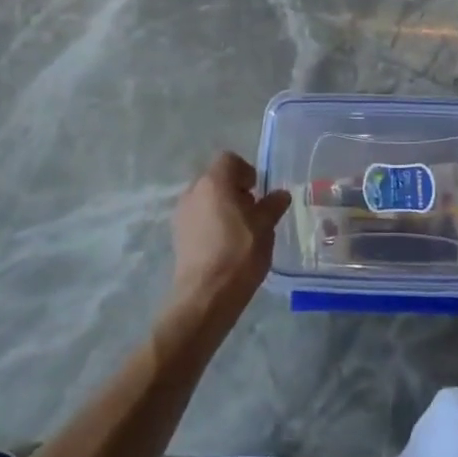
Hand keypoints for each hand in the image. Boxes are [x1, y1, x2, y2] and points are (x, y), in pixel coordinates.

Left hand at [169, 152, 291, 320]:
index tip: (258, 193)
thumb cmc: (239, 254)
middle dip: (235, 190)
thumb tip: (281, 194)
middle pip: (216, 178)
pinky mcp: (176, 234)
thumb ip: (273, 206)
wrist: (205, 296)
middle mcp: (193, 191)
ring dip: (222, 207)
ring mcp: (181, 213)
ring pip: (206, 199)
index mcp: (214, 181)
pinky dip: (210, 223)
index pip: (230, 160)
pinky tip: (223, 246)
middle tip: (252, 213)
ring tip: (239, 232)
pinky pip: (197, 217)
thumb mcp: (265, 227)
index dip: (246, 172)